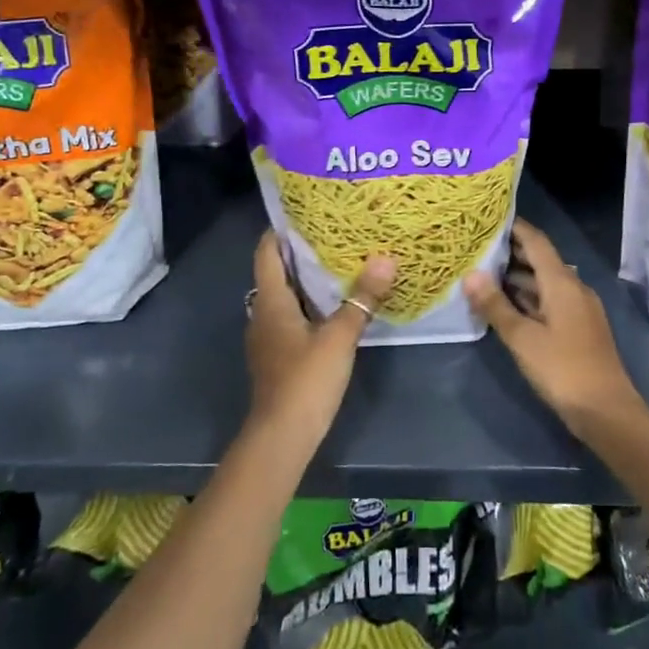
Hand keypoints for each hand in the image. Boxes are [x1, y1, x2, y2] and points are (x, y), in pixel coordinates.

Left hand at [246, 232, 395, 437]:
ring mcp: (268, 337)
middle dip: (302, 252)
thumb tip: (385, 259)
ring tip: (340, 264)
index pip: (267, 252)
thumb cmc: (306, 379)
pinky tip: (335, 306)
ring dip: (307, 280)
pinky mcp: (278, 356)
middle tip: (335, 234)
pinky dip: (309, 305)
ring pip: (285, 296)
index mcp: (271, 301)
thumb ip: (362, 298)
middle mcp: (263, 313)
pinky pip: (291, 317)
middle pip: (277, 272)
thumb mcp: (340, 336)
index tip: (306, 212)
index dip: (281, 230)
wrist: (282, 436)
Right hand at [464, 219, 640, 433]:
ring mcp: (579, 309)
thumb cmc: (562, 369)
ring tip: (484, 274)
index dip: (514, 227)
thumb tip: (470, 274)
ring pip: (546, 282)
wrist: (606, 411)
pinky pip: (551, 300)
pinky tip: (508, 306)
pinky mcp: (580, 328)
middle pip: (541, 260)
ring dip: (519, 277)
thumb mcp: (522, 338)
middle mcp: (574, 288)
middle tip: (478, 246)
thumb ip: (495, 305)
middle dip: (512, 252)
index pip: (536, 242)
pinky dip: (529, 297)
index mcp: (562, 283)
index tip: (489, 218)